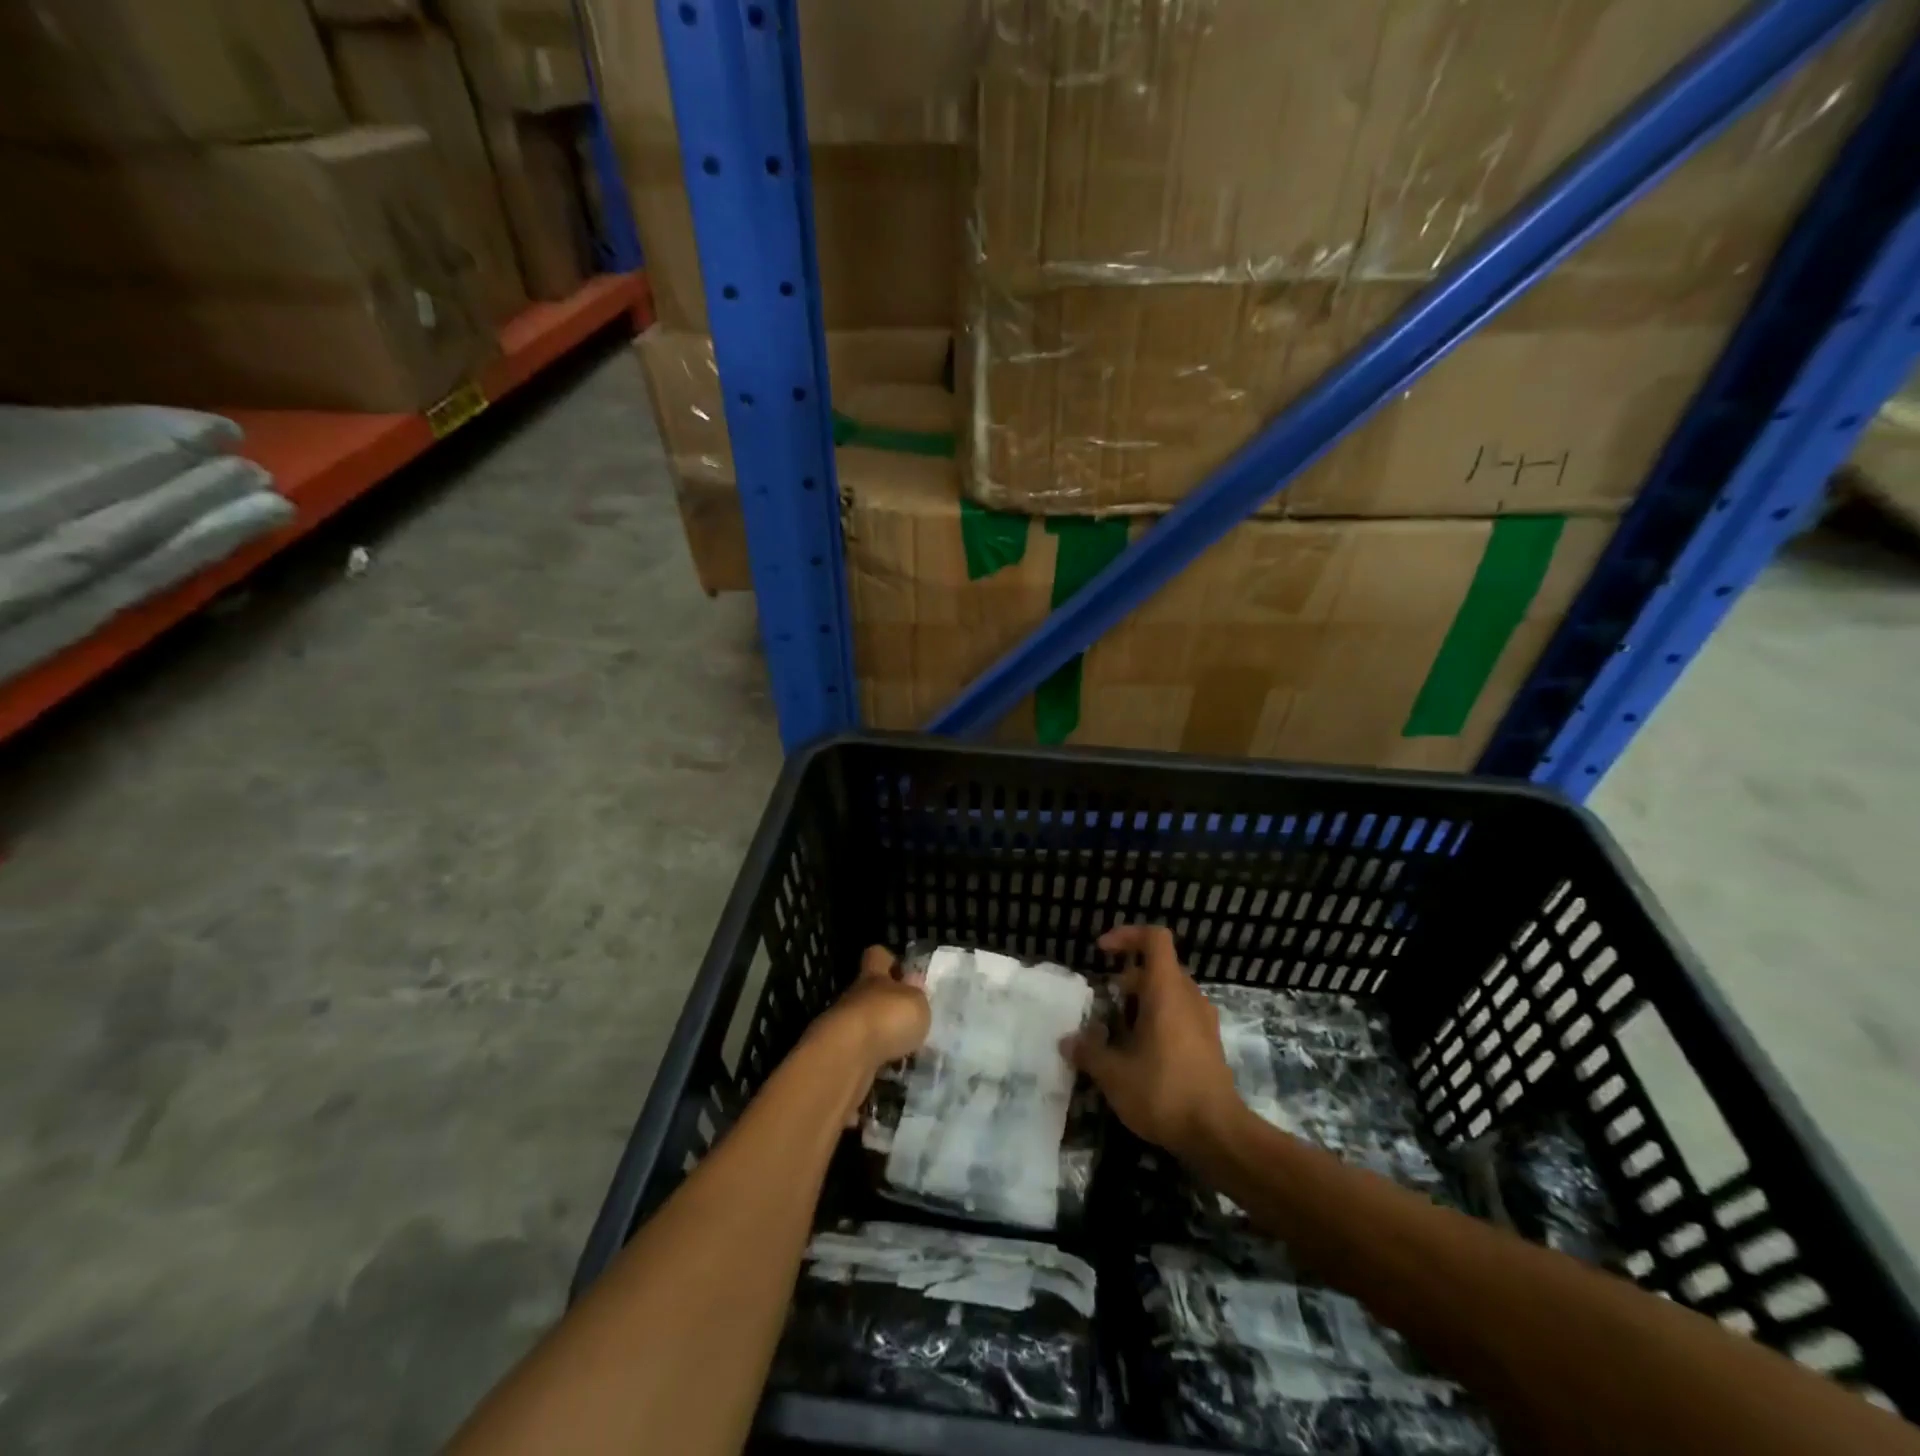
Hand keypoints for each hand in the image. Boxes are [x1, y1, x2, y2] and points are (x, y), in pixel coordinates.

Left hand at [810, 946, 931, 1122]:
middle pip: (869, 992)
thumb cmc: (887, 1018)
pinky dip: (873, 1059)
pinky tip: (889, 1069)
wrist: (846, 1057)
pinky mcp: (838, 1055)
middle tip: (910, 1018)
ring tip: (904, 1049)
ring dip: (880, 1034)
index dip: (888, 959)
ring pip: (864, 1023)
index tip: (903, 970)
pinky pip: (860, 1052)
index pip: (877, 956)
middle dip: (886, 1003)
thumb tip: (913, 986)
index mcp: (873, 976)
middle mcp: (855, 997)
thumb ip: (917, 996)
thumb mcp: (916, 1003)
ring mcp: (842, 1026)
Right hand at [1063, 925, 1242, 1159]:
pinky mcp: (1210, 1044)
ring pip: (1171, 993)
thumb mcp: (1114, 1075)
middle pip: (1160, 967)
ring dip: (1144, 1001)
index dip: (1127, 936)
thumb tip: (1067, 1041)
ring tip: (1120, 1030)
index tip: (1102, 952)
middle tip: (1107, 1001)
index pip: (1154, 939)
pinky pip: (1182, 1015)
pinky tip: (1142, 1053)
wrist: (1219, 1135)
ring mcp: (1204, 1021)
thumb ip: (1088, 1052)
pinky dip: (1160, 1020)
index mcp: (1167, 991)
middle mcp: (1189, 997)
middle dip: (1130, 978)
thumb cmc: (1164, 1092)